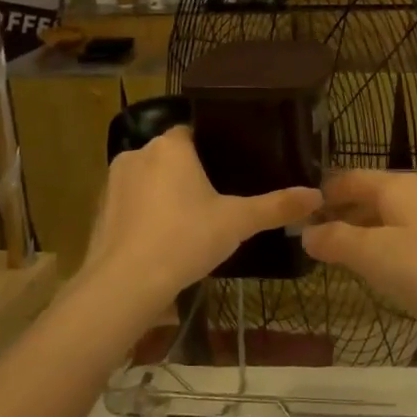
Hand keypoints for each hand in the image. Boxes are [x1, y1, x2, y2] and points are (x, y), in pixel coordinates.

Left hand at [78, 127, 319, 319]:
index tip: (232, 169)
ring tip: (190, 222)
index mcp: (172, 146)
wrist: (125, 284)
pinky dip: (145, 215)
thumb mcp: (238, 222)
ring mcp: (113, 182)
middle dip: (189, 174)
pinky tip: (162, 240)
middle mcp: (138, 153)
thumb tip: (316, 195)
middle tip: (217, 200)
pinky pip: (131, 203)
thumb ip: (276, 206)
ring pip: (149, 179)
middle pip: (171, 156)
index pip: (194, 132)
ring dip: (165, 194)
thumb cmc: (185, 239)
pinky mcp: (100, 211)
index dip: (213, 149)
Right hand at [302, 170, 416, 340]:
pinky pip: (414, 228)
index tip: (301, 212)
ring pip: (394, 212)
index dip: (324, 193)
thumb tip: (307, 232)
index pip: (350, 178)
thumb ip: (337, 241)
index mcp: (397, 186)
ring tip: (348, 253)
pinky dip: (392, 239)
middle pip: (373, 193)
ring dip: (368, 227)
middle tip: (319, 236)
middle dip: (345, 211)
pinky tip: (391, 265)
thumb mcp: (375, 257)